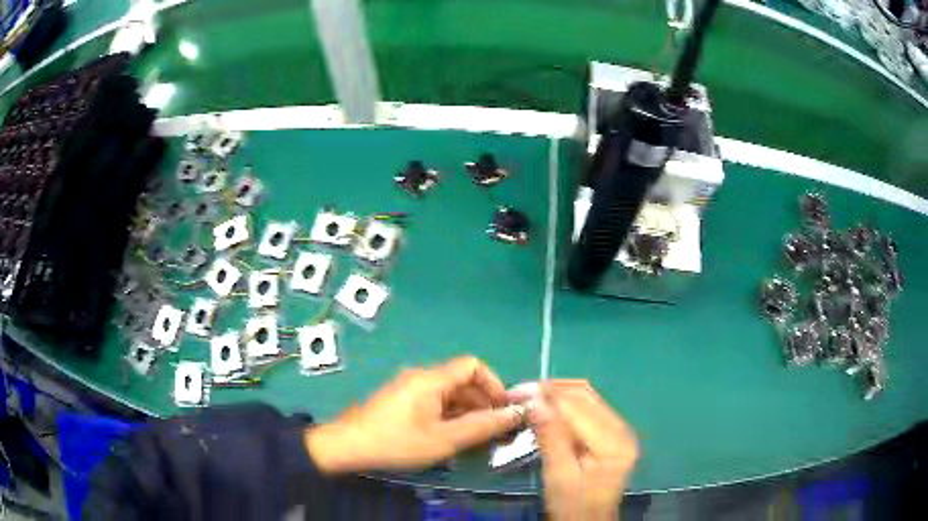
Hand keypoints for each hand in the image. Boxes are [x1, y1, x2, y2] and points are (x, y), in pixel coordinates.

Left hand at [305, 356, 522, 473]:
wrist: (347, 446)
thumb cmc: (397, 442)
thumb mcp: (444, 439)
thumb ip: (482, 426)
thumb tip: (516, 414)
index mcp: (432, 378)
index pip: (473, 366)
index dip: (494, 385)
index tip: (502, 410)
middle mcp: (421, 376)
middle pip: (461, 381)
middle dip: (482, 403)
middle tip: (493, 431)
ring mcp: (408, 388)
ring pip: (448, 393)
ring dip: (466, 412)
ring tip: (474, 439)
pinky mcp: (400, 400)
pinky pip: (433, 401)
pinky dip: (448, 415)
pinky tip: (449, 437)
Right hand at [510, 380, 638, 520]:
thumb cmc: (572, 506)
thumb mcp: (558, 475)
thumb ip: (550, 436)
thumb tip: (534, 400)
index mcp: (614, 442)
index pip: (578, 407)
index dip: (546, 396)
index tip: (515, 394)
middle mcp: (623, 429)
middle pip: (585, 396)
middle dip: (551, 390)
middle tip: (518, 394)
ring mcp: (620, 429)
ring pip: (587, 397)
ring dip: (557, 394)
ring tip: (528, 398)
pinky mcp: (613, 433)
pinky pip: (588, 407)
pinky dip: (565, 404)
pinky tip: (546, 409)